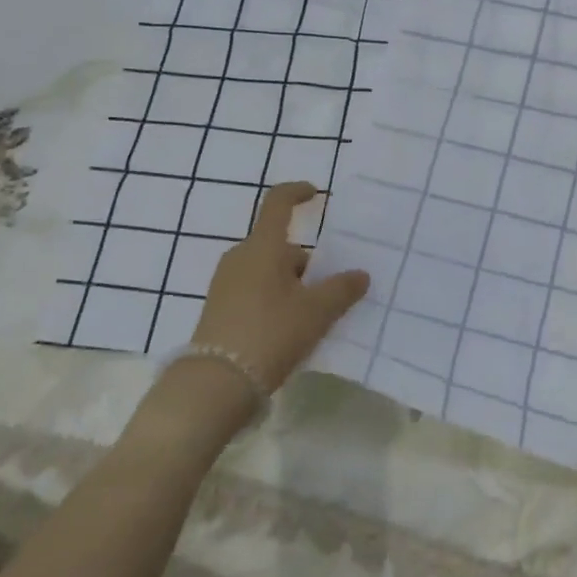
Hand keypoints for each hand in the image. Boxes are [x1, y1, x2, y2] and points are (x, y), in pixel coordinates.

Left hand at [187, 182, 370, 392]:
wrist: (216, 383)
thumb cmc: (271, 333)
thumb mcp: (317, 311)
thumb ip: (342, 289)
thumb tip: (360, 274)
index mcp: (263, 247)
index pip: (278, 203)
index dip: (298, 192)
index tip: (316, 195)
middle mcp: (240, 257)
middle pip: (280, 246)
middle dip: (307, 263)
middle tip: (330, 291)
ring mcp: (226, 282)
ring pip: (269, 270)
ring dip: (292, 284)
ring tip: (313, 316)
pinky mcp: (219, 308)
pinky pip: (255, 290)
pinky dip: (275, 299)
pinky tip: (289, 329)